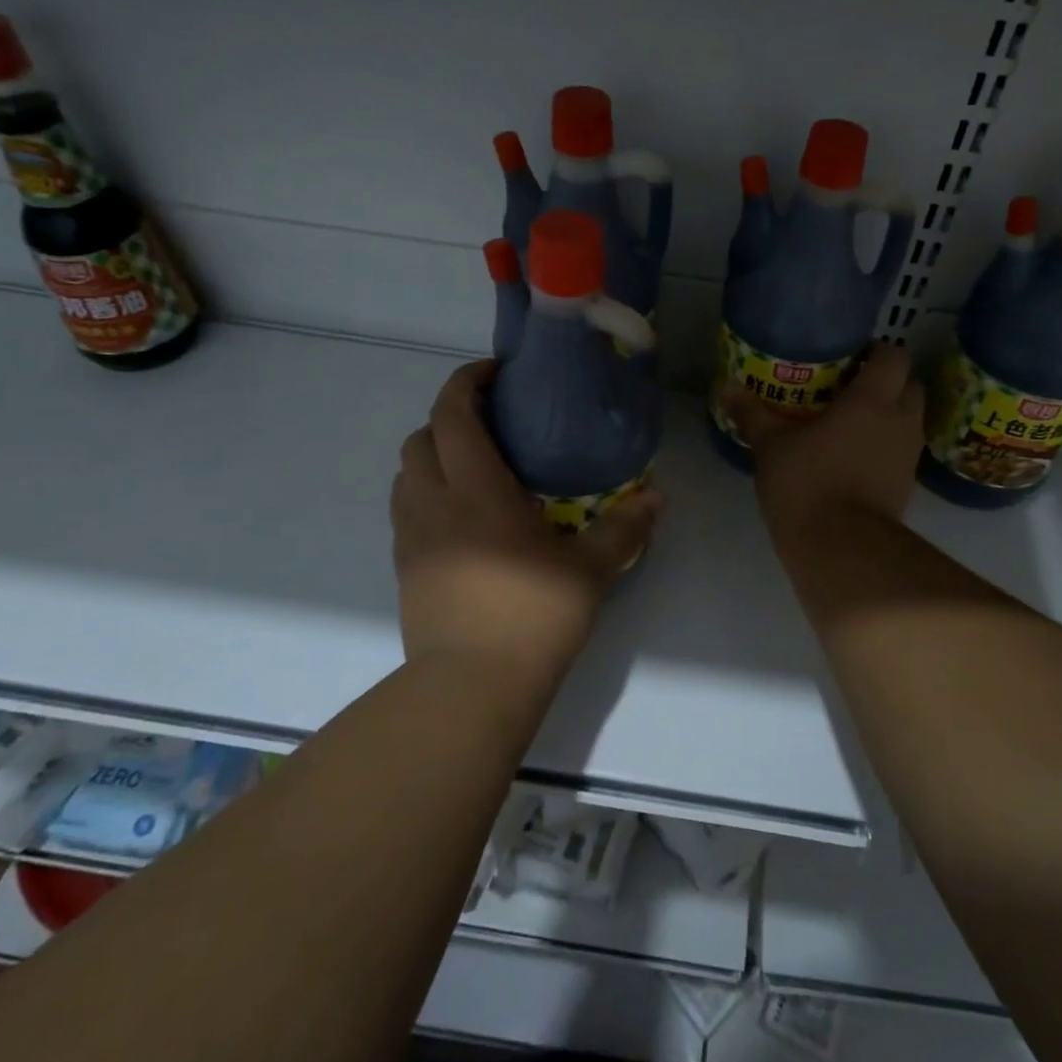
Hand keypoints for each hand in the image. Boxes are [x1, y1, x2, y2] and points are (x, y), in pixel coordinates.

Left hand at [391, 361, 662, 687]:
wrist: (472, 686)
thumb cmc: (533, 616)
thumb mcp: (590, 569)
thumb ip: (624, 527)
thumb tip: (657, 497)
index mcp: (477, 490)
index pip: (454, 414)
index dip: (466, 383)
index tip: (494, 374)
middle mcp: (434, 502)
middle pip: (422, 437)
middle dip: (450, 417)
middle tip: (491, 424)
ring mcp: (412, 536)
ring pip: (406, 473)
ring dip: (433, 455)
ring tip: (473, 467)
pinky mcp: (404, 567)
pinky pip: (405, 509)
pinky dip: (426, 492)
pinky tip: (461, 516)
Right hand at [723, 345, 924, 533]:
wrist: (842, 548)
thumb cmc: (808, 484)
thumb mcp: (771, 446)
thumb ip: (752, 414)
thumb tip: (727, 387)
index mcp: (873, 400)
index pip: (894, 356)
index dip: (877, 350)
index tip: (851, 356)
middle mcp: (901, 421)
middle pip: (911, 385)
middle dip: (888, 382)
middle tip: (851, 388)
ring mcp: (908, 456)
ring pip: (909, 421)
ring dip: (889, 416)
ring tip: (851, 423)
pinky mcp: (907, 486)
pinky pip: (901, 453)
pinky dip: (885, 448)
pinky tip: (854, 458)